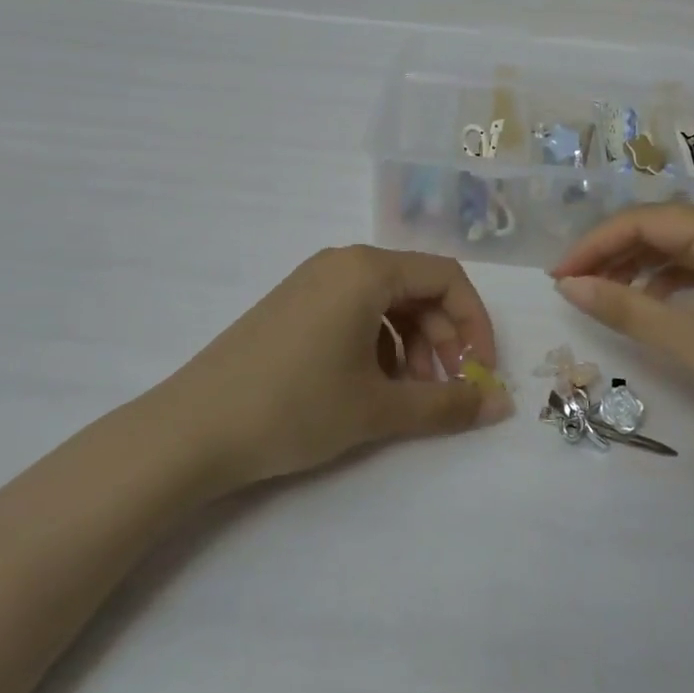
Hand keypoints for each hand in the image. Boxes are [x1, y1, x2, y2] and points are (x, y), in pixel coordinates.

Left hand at [172, 245, 512, 485]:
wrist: (191, 430)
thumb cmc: (295, 407)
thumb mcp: (378, 409)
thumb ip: (447, 404)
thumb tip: (502, 404)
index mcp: (367, 269)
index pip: (446, 278)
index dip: (474, 323)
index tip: (480, 371)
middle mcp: (342, 262)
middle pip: (416, 288)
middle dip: (442, 339)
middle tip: (444, 390)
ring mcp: (312, 281)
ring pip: (385, 303)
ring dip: (411, 346)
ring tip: (407, 397)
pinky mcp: (293, 305)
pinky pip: (354, 311)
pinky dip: (377, 345)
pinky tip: (368, 388)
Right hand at [550, 205, 693, 458]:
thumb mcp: (690, 341)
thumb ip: (624, 308)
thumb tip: (568, 286)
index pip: (640, 221)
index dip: (593, 246)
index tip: (556, 277)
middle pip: (657, 229)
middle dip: (611, 255)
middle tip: (571, 286)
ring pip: (675, 250)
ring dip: (635, 269)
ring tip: (600, 297)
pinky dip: (664, 285)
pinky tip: (647, 308)